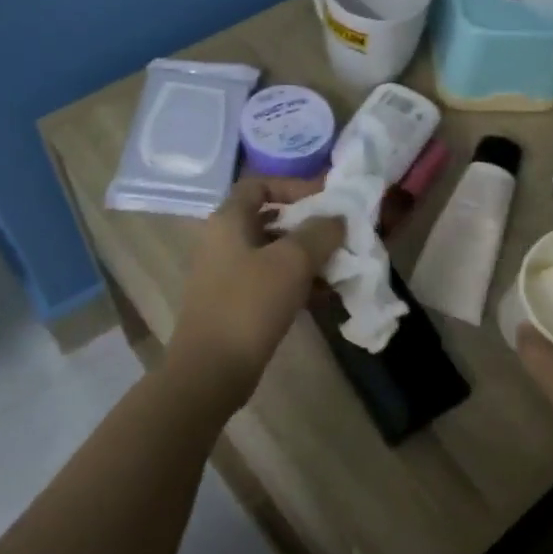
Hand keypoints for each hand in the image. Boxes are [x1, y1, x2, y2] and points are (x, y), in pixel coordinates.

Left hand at [167, 178, 344, 409]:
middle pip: (270, 219)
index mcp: (229, 220)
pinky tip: (325, 296)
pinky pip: (270, 281)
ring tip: (340, 268)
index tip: (326, 200)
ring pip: (274, 253)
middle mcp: (224, 241)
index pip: (259, 184)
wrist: (212, 369)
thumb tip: (337, 218)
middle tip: (340, 235)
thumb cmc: (250, 304)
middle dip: (308, 225)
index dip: (294, 186)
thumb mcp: (292, 261)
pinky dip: (297, 282)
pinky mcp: (235, 303)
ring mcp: (227, 274)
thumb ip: (320, 232)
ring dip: (307, 257)